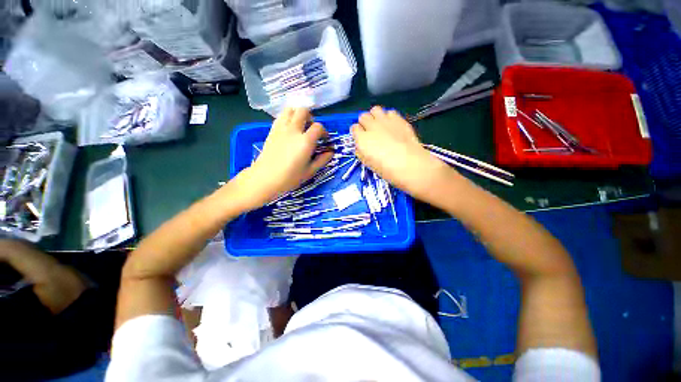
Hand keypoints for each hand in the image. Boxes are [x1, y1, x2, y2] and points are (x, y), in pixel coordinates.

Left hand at [233, 108, 332, 208]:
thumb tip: (331, 152)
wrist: (265, 178)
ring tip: (300, 125)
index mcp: (305, 141)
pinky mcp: (272, 130)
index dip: (324, 132)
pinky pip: (281, 116)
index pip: (318, 127)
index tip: (324, 139)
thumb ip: (322, 160)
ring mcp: (281, 128)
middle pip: (303, 111)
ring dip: (298, 114)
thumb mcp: (310, 171)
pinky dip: (287, 117)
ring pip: (290, 109)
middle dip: (311, 117)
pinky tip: (289, 129)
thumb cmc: (290, 177)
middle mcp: (294, 130)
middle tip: (311, 129)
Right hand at [352, 106, 453, 200]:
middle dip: (364, 123)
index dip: (357, 133)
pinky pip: (390, 112)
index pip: (354, 128)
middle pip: (363, 116)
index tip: (361, 138)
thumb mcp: (369, 164)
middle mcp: (371, 127)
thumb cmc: (387, 170)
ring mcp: (386, 121)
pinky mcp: (399, 119)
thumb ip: (361, 152)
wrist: (410, 165)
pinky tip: (392, 126)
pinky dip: (388, 117)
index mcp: (362, 139)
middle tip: (370, 132)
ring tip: (380, 125)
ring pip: (375, 109)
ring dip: (375, 116)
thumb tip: (360, 146)